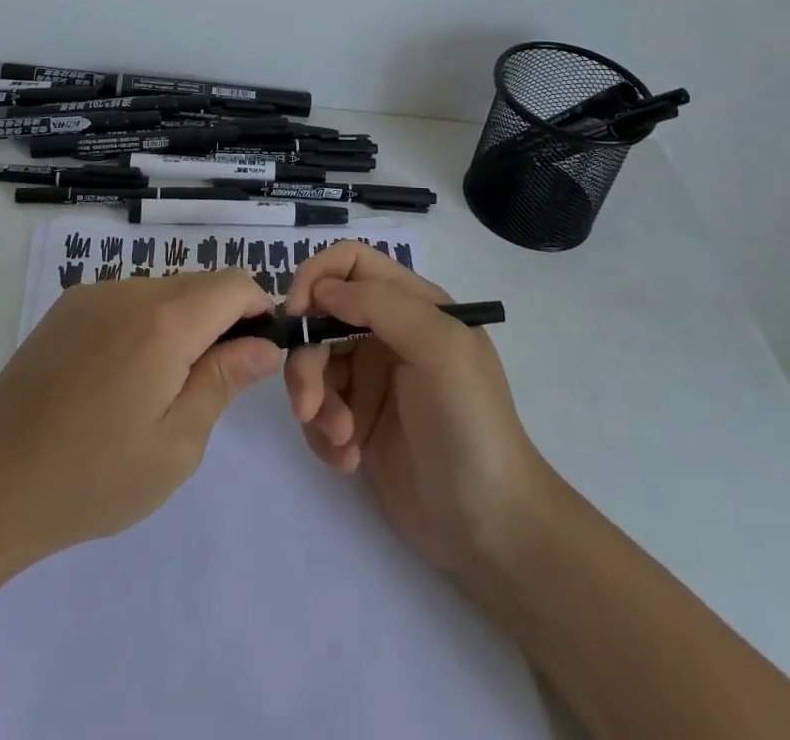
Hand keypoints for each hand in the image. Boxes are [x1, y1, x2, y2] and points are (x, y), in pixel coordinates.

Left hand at [0, 272, 279, 567]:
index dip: (258, 310)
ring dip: (180, 323)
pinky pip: (127, 300)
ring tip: (156, 389)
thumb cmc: (92, 478)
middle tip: (207, 385)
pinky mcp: (66, 307)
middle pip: (200, 284)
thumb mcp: (176, 445)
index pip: (235, 283)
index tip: (255, 356)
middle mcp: (130, 291)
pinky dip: (144, 324)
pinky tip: (118, 379)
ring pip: (163, 290)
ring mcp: (93, 294)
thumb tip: (263, 344)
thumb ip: (224, 382)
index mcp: (165, 322)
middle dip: (220, 321)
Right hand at [283, 241, 550, 577]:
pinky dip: (322, 433)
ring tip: (341, 441)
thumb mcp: (439, 348)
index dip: (316, 277)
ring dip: (314, 401)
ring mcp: (370, 380)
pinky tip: (349, 460)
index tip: (297, 315)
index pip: (349, 262)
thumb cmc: (470, 424)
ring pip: (312, 364)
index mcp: (411, 304)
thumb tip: (321, 289)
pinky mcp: (357, 423)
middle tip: (308, 404)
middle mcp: (386, 333)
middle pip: (320, 317)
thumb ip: (380, 304)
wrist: (491, 528)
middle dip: (306, 358)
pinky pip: (317, 410)